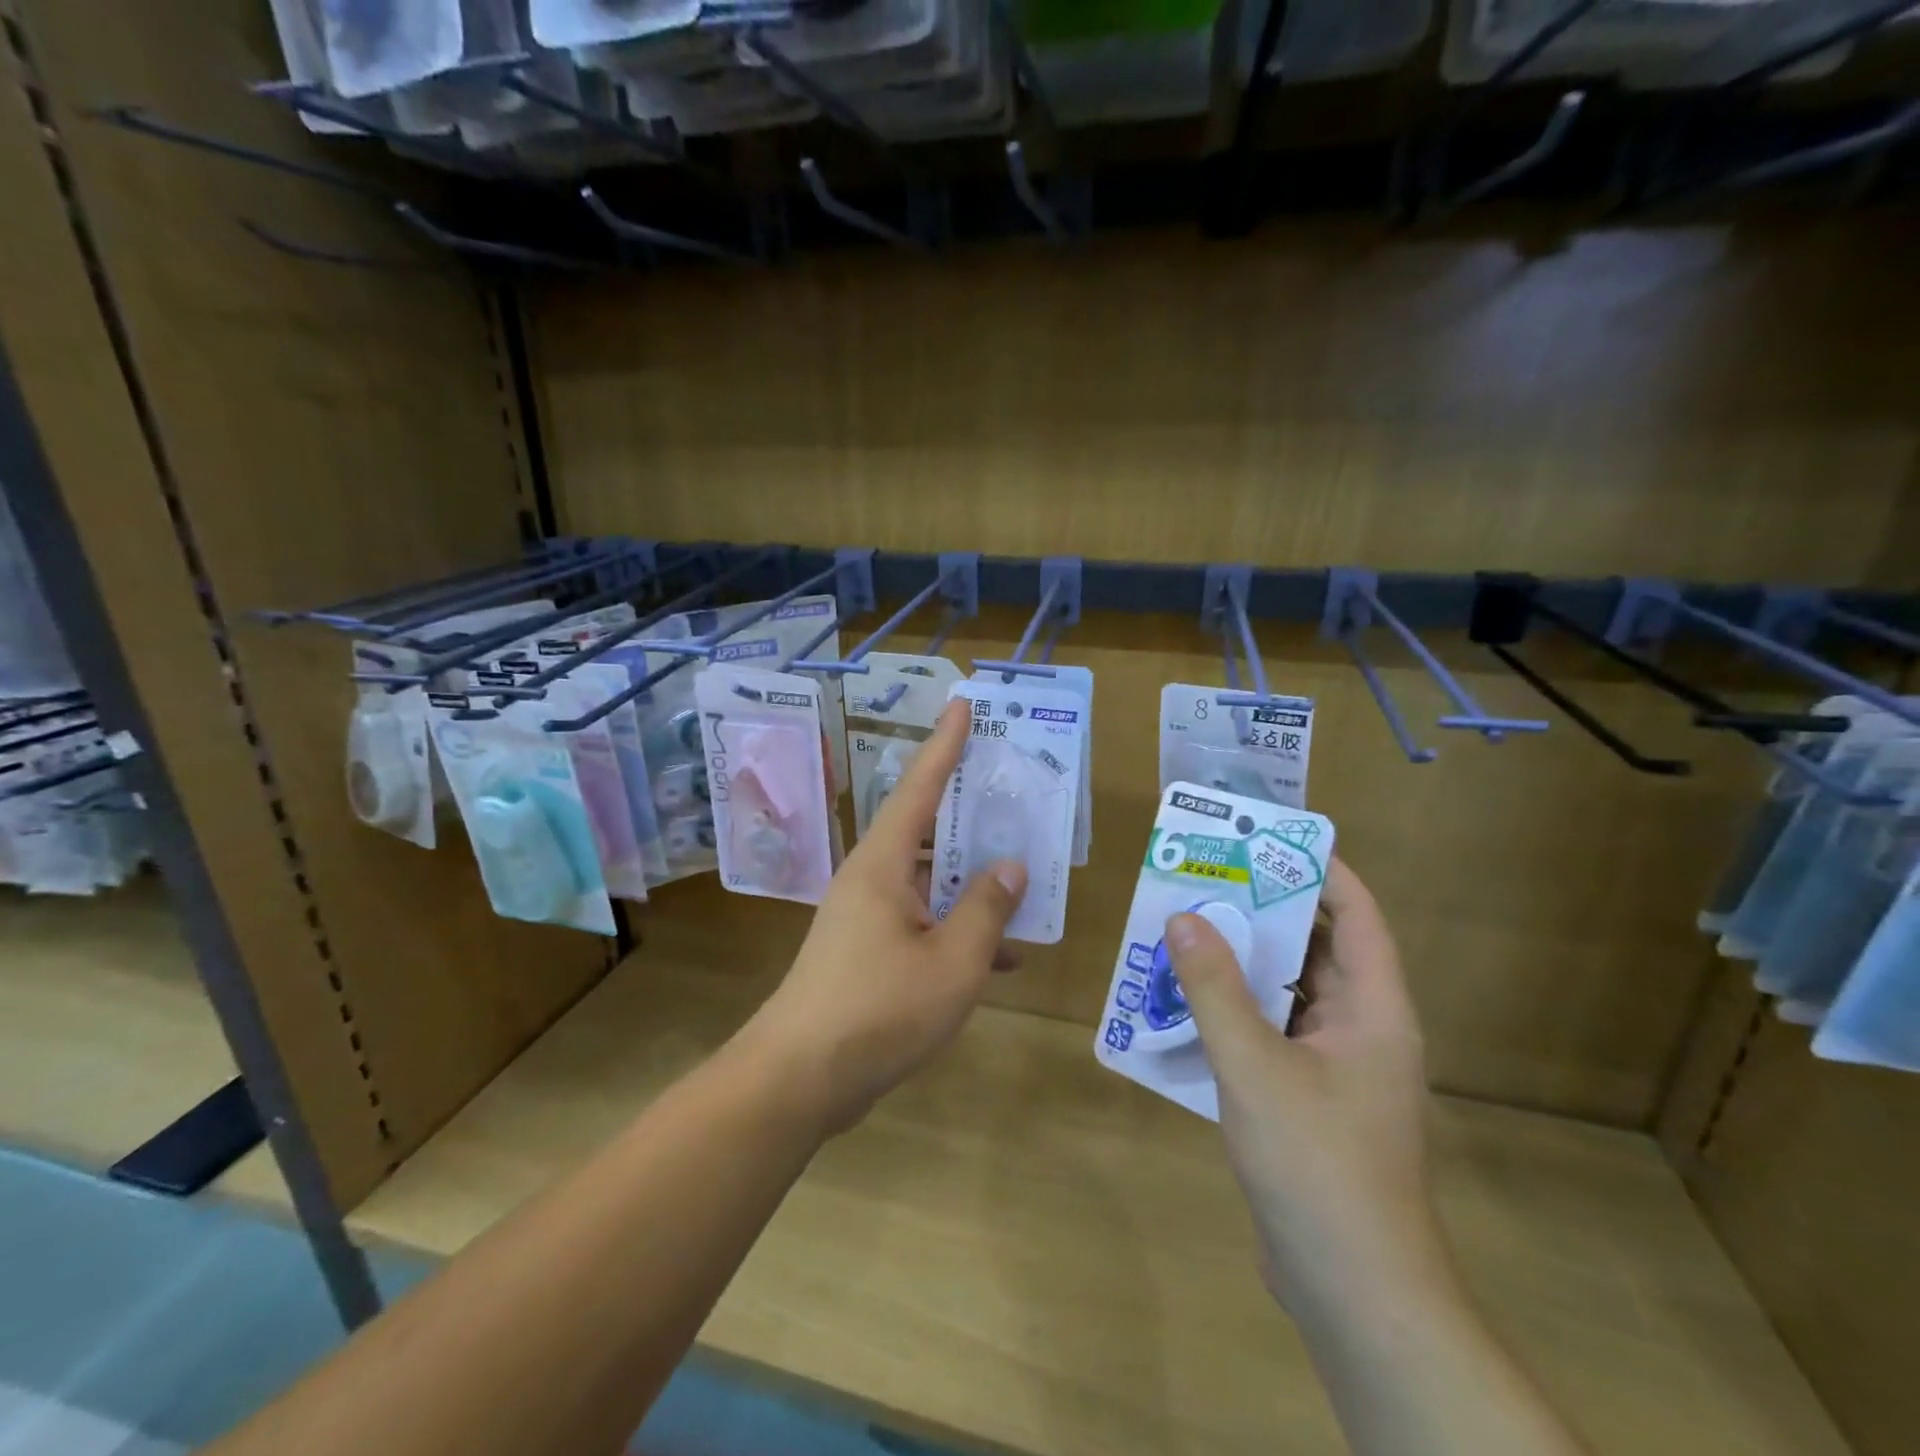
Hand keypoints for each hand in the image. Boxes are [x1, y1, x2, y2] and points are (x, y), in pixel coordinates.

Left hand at [746, 700, 1026, 1134]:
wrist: (800, 1079)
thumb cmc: (879, 1010)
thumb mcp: (954, 962)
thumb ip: (987, 910)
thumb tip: (1011, 867)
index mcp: (884, 863)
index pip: (920, 787)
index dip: (944, 744)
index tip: (962, 705)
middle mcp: (871, 878)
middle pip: (927, 830)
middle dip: (969, 813)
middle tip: (1011, 792)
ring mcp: (866, 916)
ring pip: (930, 881)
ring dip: (971, 881)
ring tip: (1023, 875)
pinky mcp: (867, 951)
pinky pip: (923, 921)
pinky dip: (958, 928)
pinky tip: (1002, 955)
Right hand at [1167, 859, 1439, 1307]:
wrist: (1353, 1291)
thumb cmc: (1317, 1164)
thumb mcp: (1254, 1067)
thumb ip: (1214, 988)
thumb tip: (1183, 917)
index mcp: (1374, 1010)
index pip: (1357, 916)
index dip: (1320, 870)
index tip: (1267, 840)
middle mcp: (1362, 1029)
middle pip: (1318, 948)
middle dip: (1266, 910)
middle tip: (1209, 877)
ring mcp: (1338, 1067)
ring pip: (1290, 992)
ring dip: (1244, 962)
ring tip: (1188, 927)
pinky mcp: (1311, 1098)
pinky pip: (1273, 1031)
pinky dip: (1236, 1009)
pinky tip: (1186, 1002)